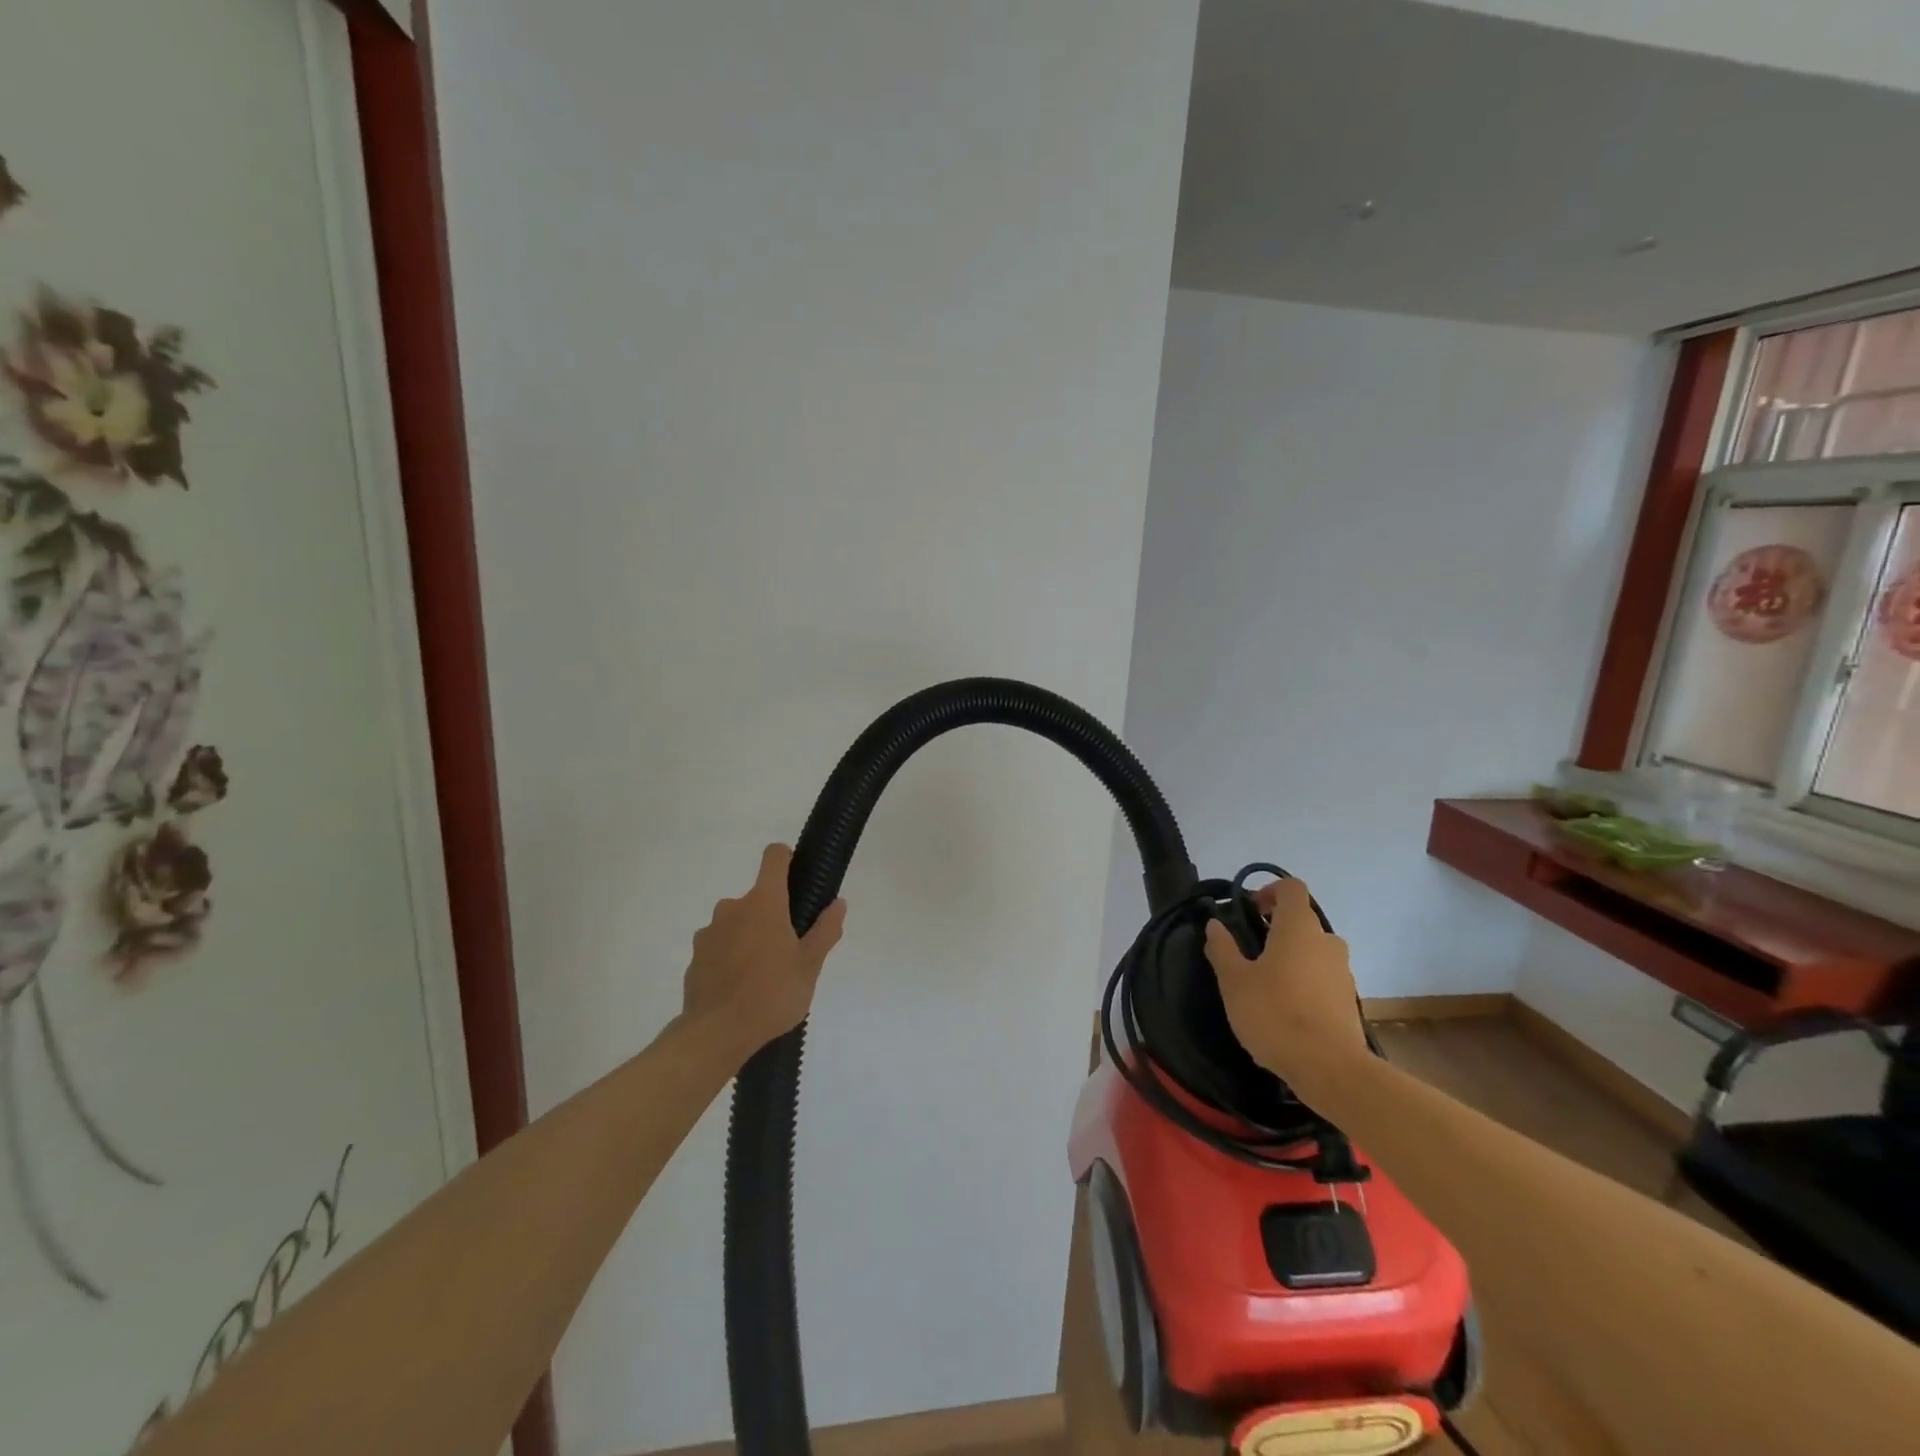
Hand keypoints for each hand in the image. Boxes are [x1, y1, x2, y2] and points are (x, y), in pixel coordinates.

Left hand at [683, 844, 846, 1059]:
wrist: (716, 1034)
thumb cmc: (772, 994)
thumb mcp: (810, 966)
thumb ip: (825, 930)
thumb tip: (838, 903)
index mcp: (764, 902)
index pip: (774, 857)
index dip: (787, 859)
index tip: (797, 878)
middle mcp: (733, 907)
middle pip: (758, 897)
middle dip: (773, 915)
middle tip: (789, 949)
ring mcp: (709, 932)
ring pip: (737, 923)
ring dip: (750, 936)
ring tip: (764, 973)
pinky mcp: (696, 956)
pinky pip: (720, 946)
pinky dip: (731, 957)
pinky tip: (741, 987)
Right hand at [1203, 877, 1368, 1096]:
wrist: (1330, 1069)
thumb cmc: (1275, 1014)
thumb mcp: (1234, 981)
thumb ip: (1223, 948)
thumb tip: (1214, 924)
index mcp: (1298, 928)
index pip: (1292, 888)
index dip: (1270, 890)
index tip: (1249, 910)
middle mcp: (1326, 942)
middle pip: (1302, 921)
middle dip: (1276, 929)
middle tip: (1250, 952)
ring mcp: (1342, 972)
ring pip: (1313, 951)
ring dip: (1291, 957)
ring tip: (1265, 985)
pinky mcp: (1348, 1000)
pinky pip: (1323, 978)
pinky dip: (1304, 982)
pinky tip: (1285, 1011)